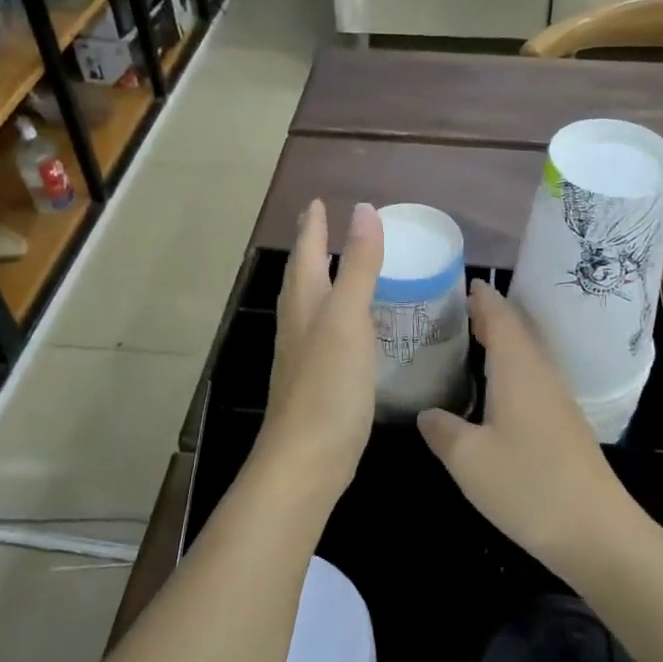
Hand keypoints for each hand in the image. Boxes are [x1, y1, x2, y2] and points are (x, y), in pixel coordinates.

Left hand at [258, 199, 384, 504]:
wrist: (307, 459)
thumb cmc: (328, 384)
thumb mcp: (348, 317)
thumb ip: (359, 266)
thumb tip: (363, 210)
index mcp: (305, 302)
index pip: (307, 252)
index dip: (313, 226)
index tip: (317, 202)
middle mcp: (298, 322)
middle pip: (302, 275)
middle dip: (310, 247)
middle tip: (319, 223)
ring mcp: (303, 354)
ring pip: (309, 303)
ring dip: (319, 278)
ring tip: (331, 264)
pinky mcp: (316, 379)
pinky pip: (323, 331)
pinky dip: (333, 313)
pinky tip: (347, 325)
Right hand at [418, 281, 634, 568]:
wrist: (596, 531)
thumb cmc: (528, 485)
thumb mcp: (468, 459)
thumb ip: (442, 430)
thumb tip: (427, 413)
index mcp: (518, 369)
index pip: (501, 317)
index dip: (483, 299)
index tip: (464, 282)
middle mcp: (541, 374)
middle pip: (517, 331)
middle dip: (490, 316)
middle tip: (458, 309)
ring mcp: (557, 399)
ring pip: (527, 355)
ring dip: (503, 341)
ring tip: (473, 340)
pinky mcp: (564, 424)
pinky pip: (533, 377)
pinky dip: (512, 367)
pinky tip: (497, 388)